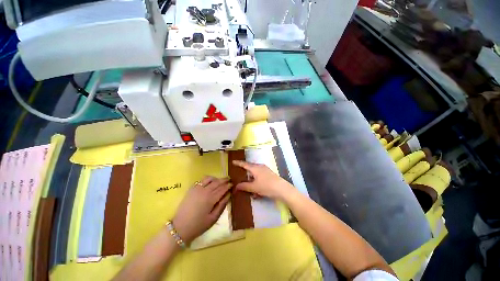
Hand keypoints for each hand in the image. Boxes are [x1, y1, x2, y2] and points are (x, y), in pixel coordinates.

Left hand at [172, 176, 231, 243]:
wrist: (180, 227)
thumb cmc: (199, 225)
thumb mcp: (213, 218)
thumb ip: (222, 205)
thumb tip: (229, 195)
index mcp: (211, 199)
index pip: (222, 189)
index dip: (228, 186)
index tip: (233, 184)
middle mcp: (205, 191)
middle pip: (217, 182)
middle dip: (224, 180)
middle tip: (229, 179)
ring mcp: (197, 188)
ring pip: (209, 178)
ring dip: (216, 178)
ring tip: (220, 180)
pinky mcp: (191, 189)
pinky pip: (201, 180)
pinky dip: (207, 179)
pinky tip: (209, 182)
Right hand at [232, 160, 293, 199]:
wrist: (282, 189)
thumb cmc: (266, 186)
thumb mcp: (254, 187)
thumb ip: (244, 186)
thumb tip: (236, 186)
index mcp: (255, 168)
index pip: (244, 164)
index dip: (238, 163)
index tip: (233, 161)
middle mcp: (260, 167)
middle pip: (250, 168)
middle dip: (245, 172)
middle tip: (240, 175)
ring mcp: (265, 170)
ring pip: (255, 172)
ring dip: (251, 178)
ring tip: (249, 185)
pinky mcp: (269, 174)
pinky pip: (260, 175)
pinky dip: (256, 180)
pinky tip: (257, 188)